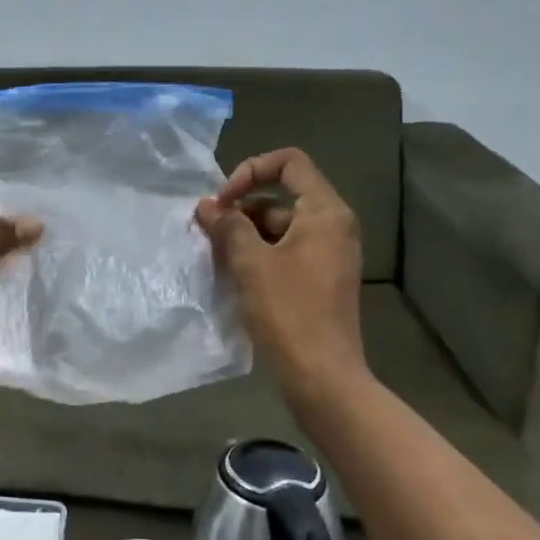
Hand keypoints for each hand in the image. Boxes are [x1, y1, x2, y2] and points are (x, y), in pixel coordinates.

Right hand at [195, 148, 365, 387]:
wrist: (321, 376)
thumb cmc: (288, 312)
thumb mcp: (250, 262)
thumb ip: (228, 226)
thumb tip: (207, 205)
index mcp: (325, 212)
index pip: (289, 162)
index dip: (250, 171)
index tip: (223, 201)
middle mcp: (332, 226)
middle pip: (281, 196)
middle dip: (241, 209)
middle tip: (209, 234)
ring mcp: (328, 253)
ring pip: (278, 226)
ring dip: (244, 234)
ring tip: (216, 257)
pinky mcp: (319, 278)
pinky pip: (284, 251)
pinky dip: (258, 255)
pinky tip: (232, 275)